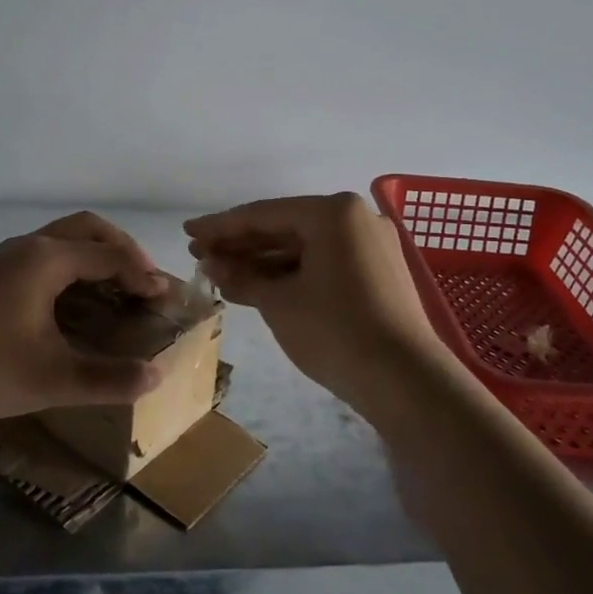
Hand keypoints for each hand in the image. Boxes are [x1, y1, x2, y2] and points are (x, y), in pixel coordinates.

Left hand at [0, 212, 167, 422]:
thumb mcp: (54, 378)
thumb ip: (108, 379)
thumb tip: (155, 378)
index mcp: (48, 259)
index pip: (110, 255)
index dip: (143, 274)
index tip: (164, 297)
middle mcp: (27, 247)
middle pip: (86, 228)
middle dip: (120, 249)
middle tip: (141, 280)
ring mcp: (1, 259)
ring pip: (59, 239)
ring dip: (91, 255)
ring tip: (109, 289)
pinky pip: (40, 255)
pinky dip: (67, 266)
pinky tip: (64, 303)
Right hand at [185, 193, 447, 414]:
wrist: (405, 381)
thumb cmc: (334, 330)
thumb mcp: (278, 302)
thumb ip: (241, 276)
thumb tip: (211, 264)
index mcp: (333, 212)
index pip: (264, 214)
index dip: (221, 226)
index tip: (188, 231)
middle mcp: (356, 218)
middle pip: (285, 228)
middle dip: (241, 245)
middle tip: (200, 255)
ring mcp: (371, 246)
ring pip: (305, 248)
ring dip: (264, 262)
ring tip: (222, 275)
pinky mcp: (378, 274)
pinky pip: (324, 264)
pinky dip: (292, 275)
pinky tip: (258, 288)